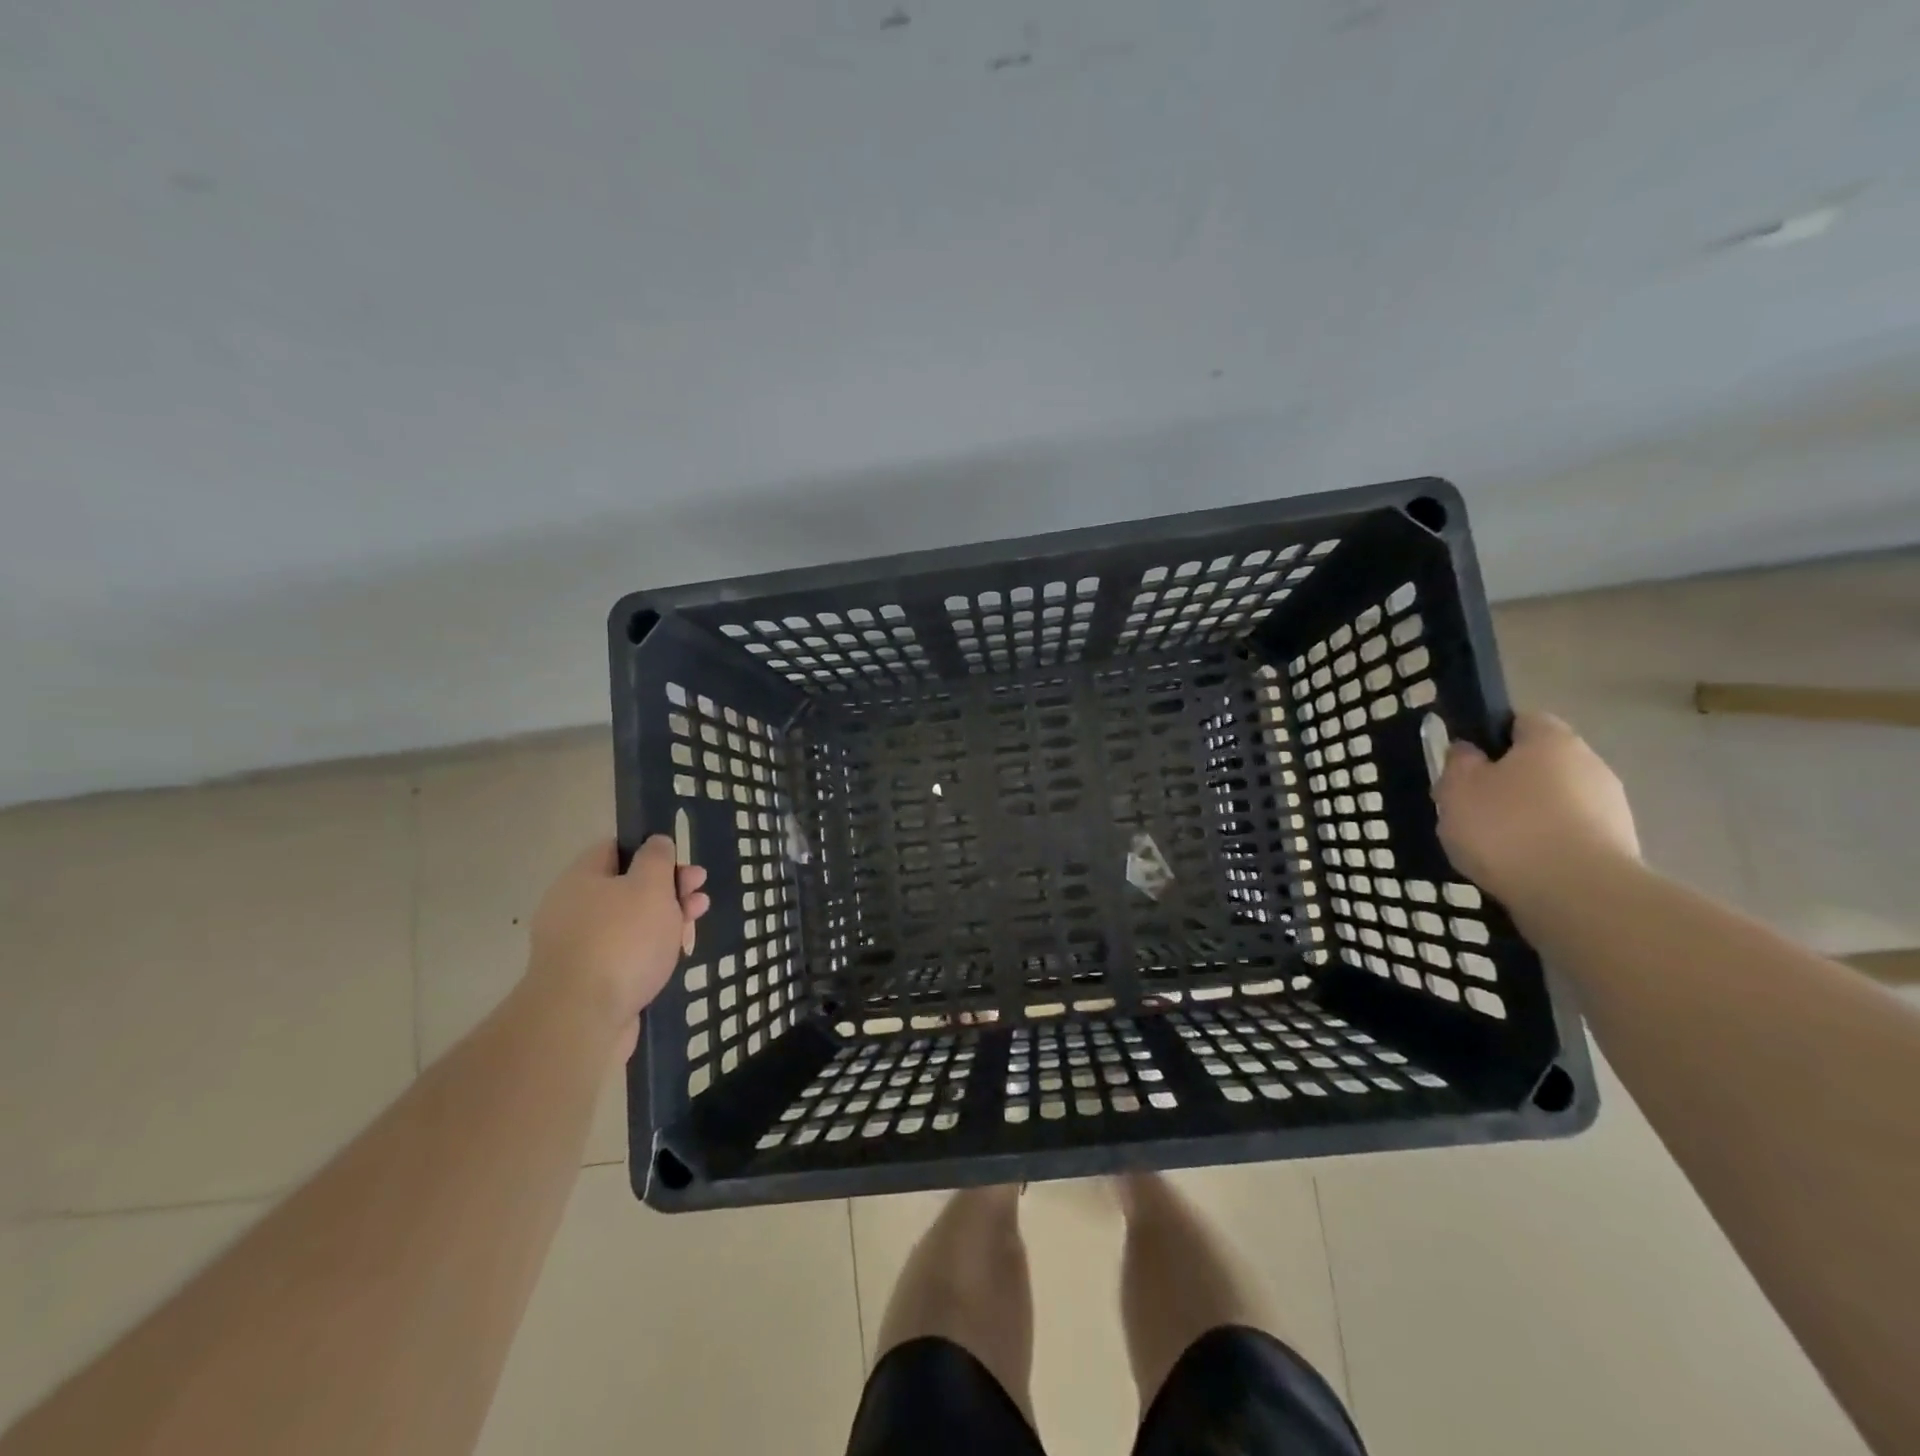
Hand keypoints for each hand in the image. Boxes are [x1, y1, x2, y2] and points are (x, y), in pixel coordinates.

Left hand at [527, 836, 709, 1053]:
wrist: (582, 1019)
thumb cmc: (622, 939)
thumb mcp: (650, 886)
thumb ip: (657, 859)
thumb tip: (656, 843)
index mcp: (582, 879)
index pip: (615, 848)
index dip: (651, 850)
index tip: (681, 862)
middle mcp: (574, 909)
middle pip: (628, 887)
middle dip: (669, 888)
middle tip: (699, 893)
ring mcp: (580, 947)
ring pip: (631, 923)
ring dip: (667, 919)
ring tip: (696, 923)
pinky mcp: (590, 981)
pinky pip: (626, 954)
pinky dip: (651, 951)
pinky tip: (675, 955)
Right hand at [1432, 711, 1639, 912]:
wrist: (1578, 895)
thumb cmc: (1507, 827)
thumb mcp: (1458, 788)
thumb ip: (1459, 762)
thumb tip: (1469, 751)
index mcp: (1552, 740)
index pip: (1521, 721)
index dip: (1490, 737)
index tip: (1464, 764)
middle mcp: (1590, 764)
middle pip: (1540, 764)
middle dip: (1508, 782)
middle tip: (1470, 808)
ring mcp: (1610, 808)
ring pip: (1555, 802)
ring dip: (1527, 817)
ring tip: (1492, 846)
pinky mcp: (1618, 848)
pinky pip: (1568, 836)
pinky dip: (1544, 847)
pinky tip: (1519, 868)